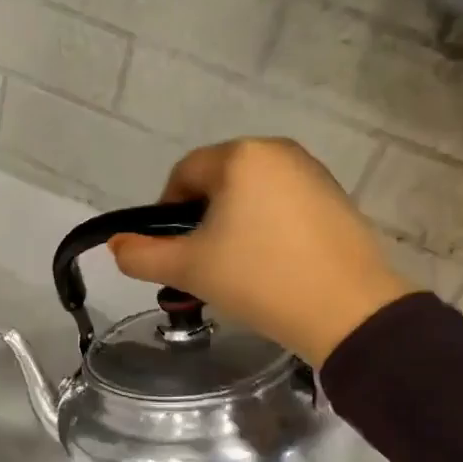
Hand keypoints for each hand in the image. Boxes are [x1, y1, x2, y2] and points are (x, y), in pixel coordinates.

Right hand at [109, 138, 413, 365]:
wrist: (346, 311)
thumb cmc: (258, 280)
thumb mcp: (188, 269)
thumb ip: (141, 255)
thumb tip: (116, 245)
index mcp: (240, 156)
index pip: (183, 174)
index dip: (166, 213)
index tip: (172, 252)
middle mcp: (278, 151)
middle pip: (219, 181)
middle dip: (202, 219)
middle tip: (203, 264)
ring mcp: (313, 173)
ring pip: (251, 194)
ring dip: (234, 225)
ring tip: (237, 269)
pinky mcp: (336, 198)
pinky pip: (283, 205)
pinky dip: (267, 228)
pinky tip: (272, 265)